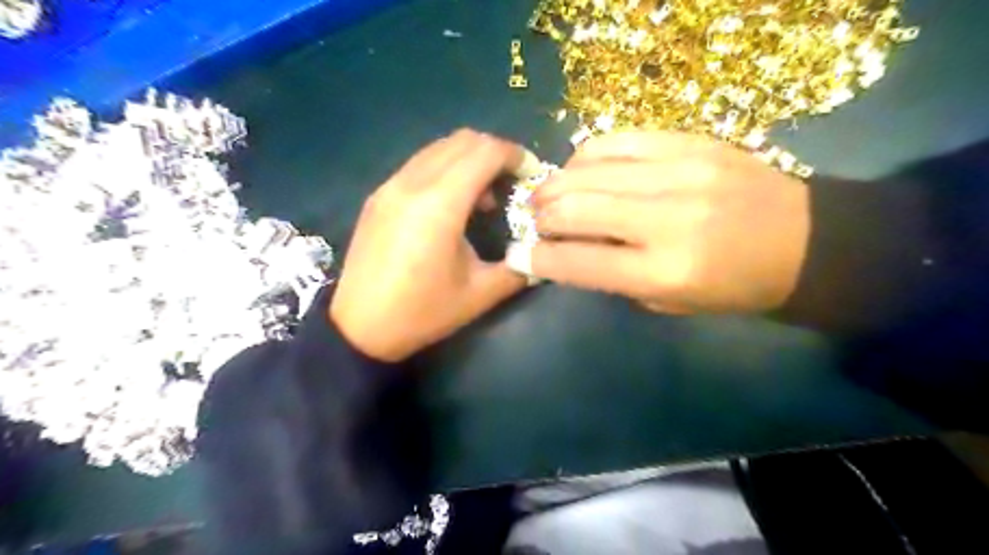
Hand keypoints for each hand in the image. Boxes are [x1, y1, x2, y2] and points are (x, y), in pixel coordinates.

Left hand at [329, 131, 532, 363]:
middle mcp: (412, 183)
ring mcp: (390, 186)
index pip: (485, 152)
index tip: (530, 175)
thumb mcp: (480, 294)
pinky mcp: (378, 196)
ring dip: (469, 160)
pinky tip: (451, 205)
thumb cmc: (422, 313)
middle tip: (511, 183)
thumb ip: (519, 267)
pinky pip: (419, 164)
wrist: (359, 329)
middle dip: (495, 153)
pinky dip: (445, 170)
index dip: (514, 155)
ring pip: (438, 148)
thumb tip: (541, 251)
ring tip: (483, 197)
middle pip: (462, 140)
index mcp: (439, 205)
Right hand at [519, 129, 811, 314]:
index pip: (577, 261)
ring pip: (587, 170)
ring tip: (548, 196)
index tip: (520, 254)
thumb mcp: (670, 303)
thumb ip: (613, 278)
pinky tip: (580, 170)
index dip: (538, 257)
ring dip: (555, 185)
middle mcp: (666, 219)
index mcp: (663, 272)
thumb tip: (565, 252)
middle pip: (574, 207)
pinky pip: (616, 140)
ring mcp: (679, 172)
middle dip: (542, 217)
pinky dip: (586, 157)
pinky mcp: (690, 142)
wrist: (805, 241)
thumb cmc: (734, 287)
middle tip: (535, 222)